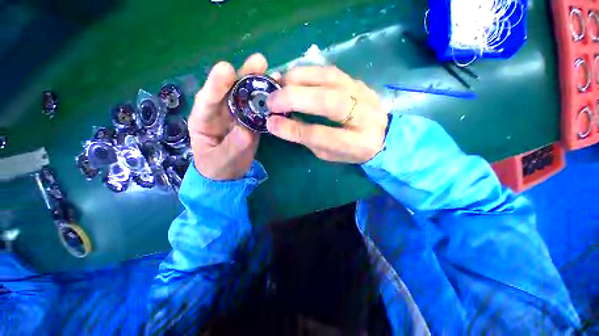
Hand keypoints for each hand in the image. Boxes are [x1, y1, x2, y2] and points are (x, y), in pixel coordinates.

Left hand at [189, 53, 273, 180]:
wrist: (229, 175)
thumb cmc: (217, 169)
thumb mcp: (221, 161)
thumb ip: (232, 147)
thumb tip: (247, 132)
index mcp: (203, 119)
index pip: (207, 99)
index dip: (217, 84)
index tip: (227, 70)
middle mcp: (220, 112)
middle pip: (230, 90)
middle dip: (243, 76)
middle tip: (259, 62)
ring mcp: (237, 115)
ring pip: (247, 96)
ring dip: (259, 84)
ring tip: (274, 73)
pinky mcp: (251, 121)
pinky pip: (259, 109)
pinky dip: (268, 101)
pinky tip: (279, 92)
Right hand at [266, 66, 388, 163]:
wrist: (382, 134)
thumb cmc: (352, 150)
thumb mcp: (329, 154)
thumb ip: (309, 140)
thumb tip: (284, 122)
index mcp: (357, 143)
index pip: (321, 135)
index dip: (294, 129)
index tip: (271, 123)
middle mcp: (364, 115)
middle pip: (327, 101)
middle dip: (293, 98)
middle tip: (270, 100)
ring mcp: (362, 93)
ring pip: (328, 78)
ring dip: (297, 79)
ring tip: (277, 85)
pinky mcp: (357, 80)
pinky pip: (329, 70)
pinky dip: (307, 71)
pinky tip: (292, 77)